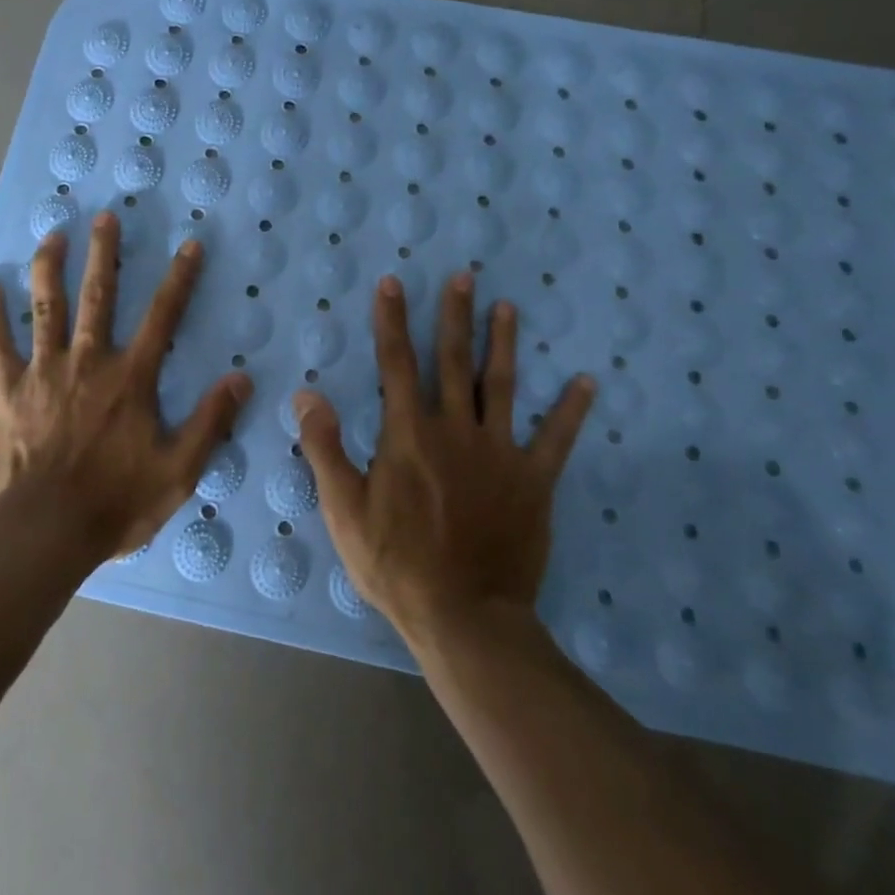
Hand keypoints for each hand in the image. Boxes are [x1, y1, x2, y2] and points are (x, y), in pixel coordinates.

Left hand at [0, 213, 251, 560]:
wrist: (45, 532)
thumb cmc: (116, 503)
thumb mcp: (179, 471)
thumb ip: (211, 421)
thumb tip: (241, 378)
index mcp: (131, 378)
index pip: (163, 316)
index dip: (179, 279)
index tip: (190, 245)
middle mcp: (89, 361)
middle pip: (99, 296)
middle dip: (104, 253)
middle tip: (105, 217)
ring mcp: (44, 372)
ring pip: (47, 308)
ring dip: (51, 267)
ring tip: (53, 234)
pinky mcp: (8, 391)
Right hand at [295, 272, 594, 642]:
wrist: (465, 616)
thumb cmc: (397, 563)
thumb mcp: (344, 510)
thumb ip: (325, 448)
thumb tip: (309, 394)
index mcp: (409, 434)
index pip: (395, 363)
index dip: (391, 321)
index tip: (393, 283)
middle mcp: (455, 429)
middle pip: (454, 361)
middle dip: (455, 316)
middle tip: (464, 277)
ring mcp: (499, 452)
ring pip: (502, 385)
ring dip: (503, 343)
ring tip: (507, 307)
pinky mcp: (533, 480)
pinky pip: (555, 438)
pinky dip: (570, 409)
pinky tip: (585, 382)